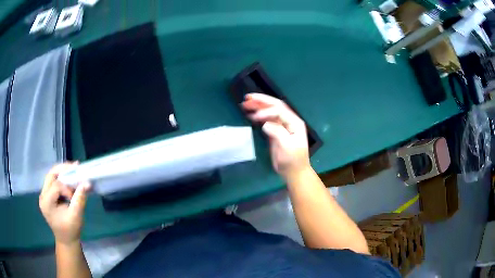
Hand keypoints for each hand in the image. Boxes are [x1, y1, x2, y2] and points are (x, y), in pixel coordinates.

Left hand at [39, 163, 90, 245]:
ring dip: (62, 172)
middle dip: (63, 169)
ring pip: (51, 176)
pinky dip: (62, 178)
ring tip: (73, 170)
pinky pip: (53, 181)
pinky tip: (69, 179)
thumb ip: (80, 199)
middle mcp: (42, 196)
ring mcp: (44, 194)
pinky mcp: (47, 195)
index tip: (75, 197)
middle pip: (51, 175)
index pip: (56, 186)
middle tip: (75, 166)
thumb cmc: (71, 230)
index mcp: (46, 202)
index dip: (67, 188)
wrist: (66, 240)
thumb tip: (87, 182)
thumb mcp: (76, 216)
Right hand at [242, 93, 310, 178]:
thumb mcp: (287, 147)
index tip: (255, 117)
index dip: (266, 111)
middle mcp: (289, 120)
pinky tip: (250, 115)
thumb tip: (265, 124)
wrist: (294, 172)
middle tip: (247, 98)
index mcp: (294, 122)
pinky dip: (259, 116)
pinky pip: (267, 119)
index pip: (279, 110)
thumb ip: (277, 133)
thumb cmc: (292, 160)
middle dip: (261, 101)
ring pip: (270, 111)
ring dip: (258, 106)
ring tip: (245, 104)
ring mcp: (282, 125)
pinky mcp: (276, 131)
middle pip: (275, 106)